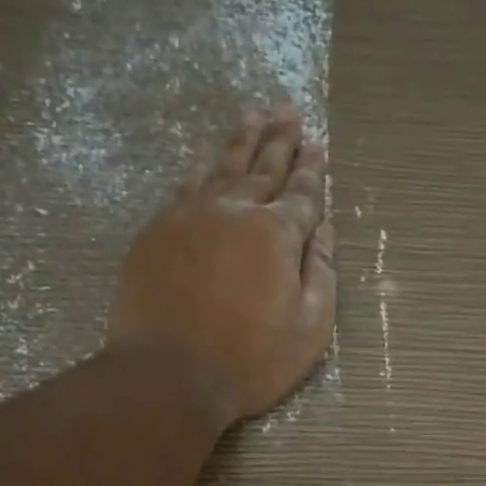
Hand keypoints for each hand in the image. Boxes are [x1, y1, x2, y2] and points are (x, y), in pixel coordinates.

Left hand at [107, 103, 336, 421]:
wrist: (170, 374)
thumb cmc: (250, 362)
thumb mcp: (308, 331)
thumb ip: (322, 276)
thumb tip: (326, 231)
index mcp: (277, 234)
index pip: (301, 194)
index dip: (312, 171)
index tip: (319, 146)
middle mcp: (234, 210)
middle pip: (262, 167)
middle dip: (280, 139)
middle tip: (290, 112)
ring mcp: (191, 215)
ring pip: (222, 165)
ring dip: (242, 139)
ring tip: (255, 116)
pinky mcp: (158, 230)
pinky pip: (187, 184)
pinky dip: (204, 165)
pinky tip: (210, 158)